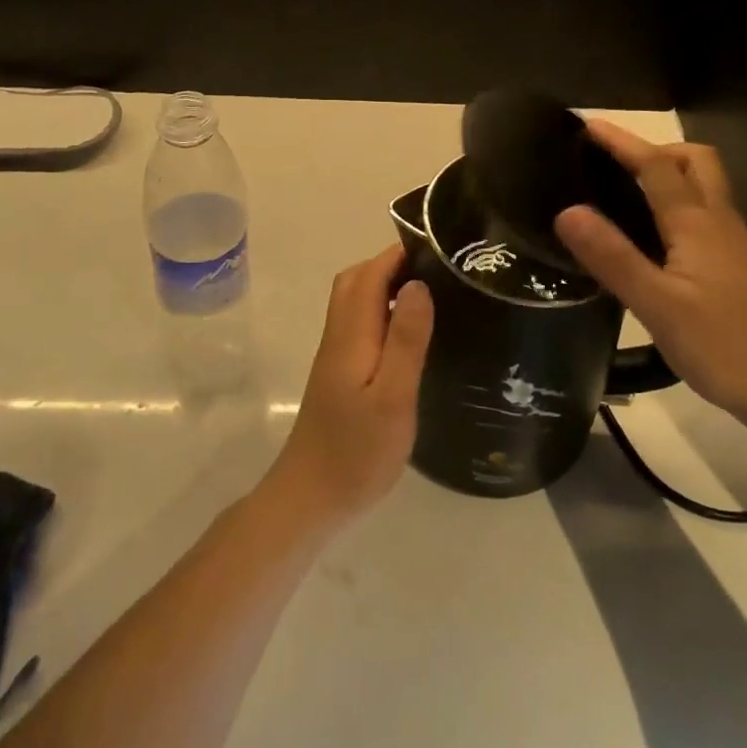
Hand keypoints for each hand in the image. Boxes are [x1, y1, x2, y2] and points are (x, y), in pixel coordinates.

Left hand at [262, 246, 433, 529]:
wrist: (310, 499)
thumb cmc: (356, 452)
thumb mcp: (392, 398)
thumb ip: (404, 339)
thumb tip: (418, 284)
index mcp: (351, 335)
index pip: (369, 275)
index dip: (398, 254)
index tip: (437, 248)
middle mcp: (338, 336)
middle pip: (356, 281)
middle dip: (391, 264)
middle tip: (436, 269)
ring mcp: (335, 356)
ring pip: (355, 302)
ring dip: (385, 286)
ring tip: (430, 294)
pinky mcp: (339, 375)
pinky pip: (359, 324)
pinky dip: (382, 312)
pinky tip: (408, 334)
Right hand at [555, 120, 746, 438]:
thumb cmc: (724, 346)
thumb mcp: (657, 305)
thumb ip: (612, 257)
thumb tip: (567, 211)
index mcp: (697, 223)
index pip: (656, 165)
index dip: (621, 142)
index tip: (587, 124)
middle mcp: (720, 223)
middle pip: (696, 162)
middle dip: (656, 150)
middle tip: (615, 165)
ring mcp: (735, 245)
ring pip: (704, 189)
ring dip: (669, 176)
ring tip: (626, 195)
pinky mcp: (739, 269)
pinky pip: (706, 216)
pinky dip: (678, 207)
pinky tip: (656, 241)